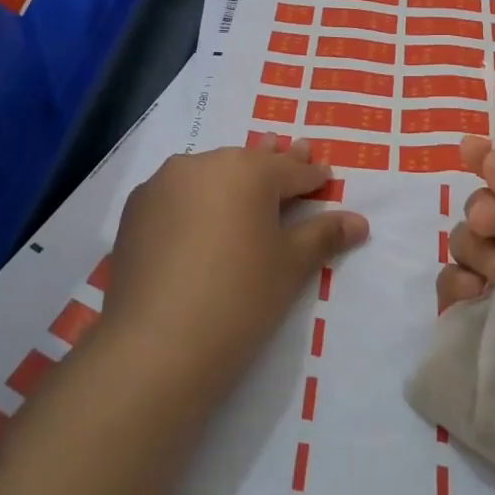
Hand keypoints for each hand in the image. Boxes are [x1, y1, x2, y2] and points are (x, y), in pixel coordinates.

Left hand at [103, 134, 369, 397]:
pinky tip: (198, 218)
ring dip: (230, 179)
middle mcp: (203, 163)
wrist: (156, 345)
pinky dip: (193, 199)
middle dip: (272, 163)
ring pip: (209, 173)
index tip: (325, 178)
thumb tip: (359, 221)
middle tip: (292, 149)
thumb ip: (323, 235)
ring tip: (245, 182)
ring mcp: (163, 183)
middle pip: (249, 163)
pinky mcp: (135, 209)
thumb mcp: (290, 266)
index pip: (291, 170)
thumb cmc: (239, 299)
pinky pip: (176, 194)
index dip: (312, 177)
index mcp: (248, 170)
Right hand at [437, 136, 494, 494]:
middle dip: (482, 211)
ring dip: (472, 251)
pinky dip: (455, 290)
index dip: (494, 163)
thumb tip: (492, 154)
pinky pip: (461, 301)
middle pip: (490, 212)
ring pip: (471, 252)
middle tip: (492, 226)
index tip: (466, 150)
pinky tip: (471, 297)